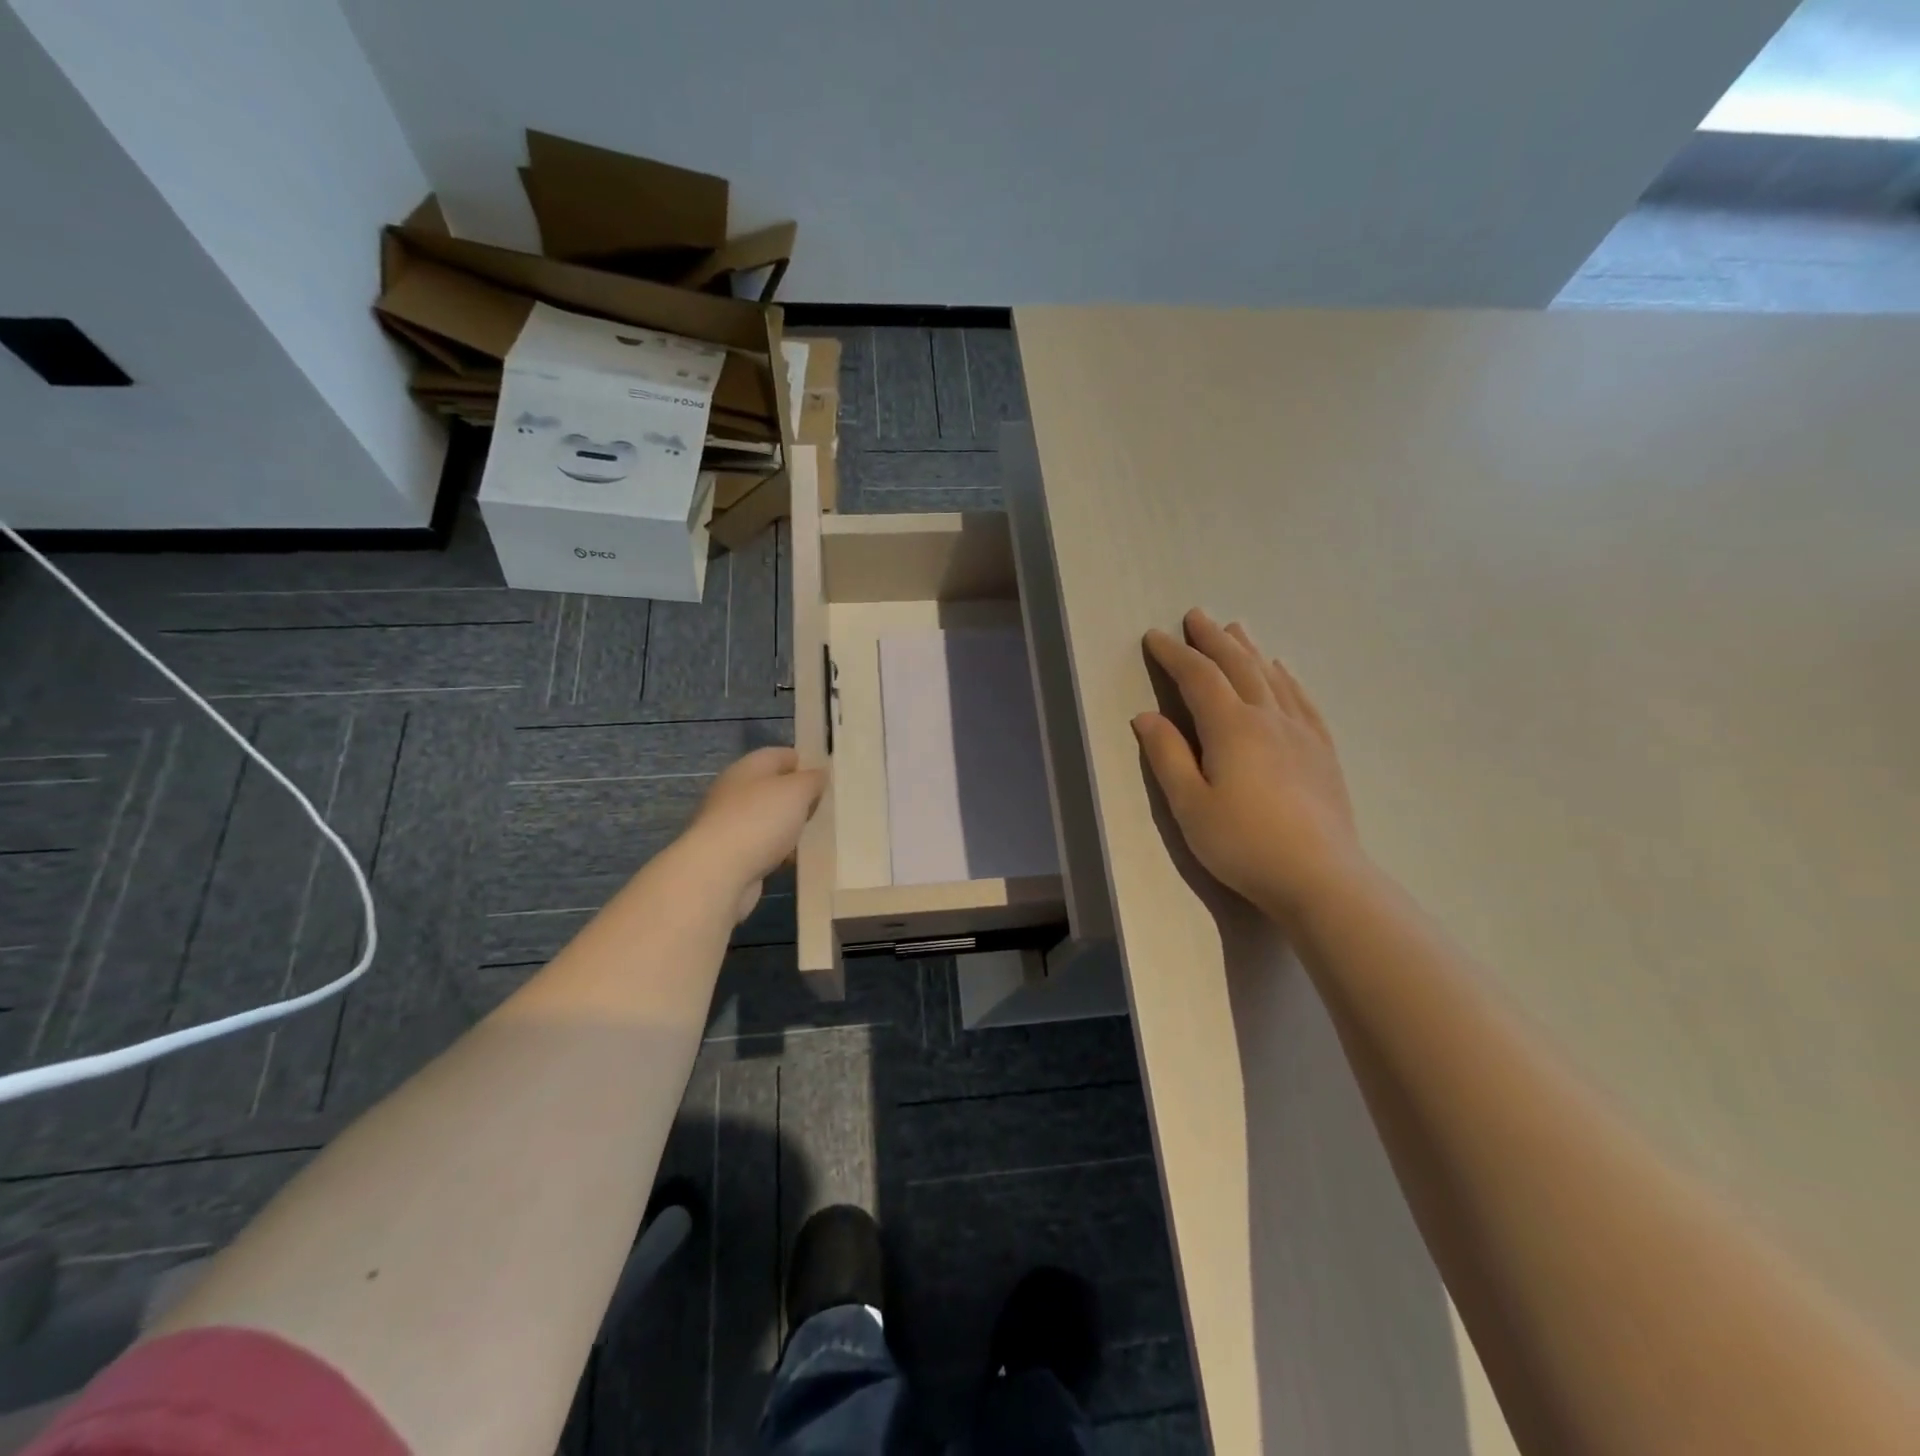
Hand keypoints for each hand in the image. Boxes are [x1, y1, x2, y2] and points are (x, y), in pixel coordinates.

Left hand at [681, 747, 825, 918]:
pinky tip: (796, 860)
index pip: (781, 755)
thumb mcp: (797, 791)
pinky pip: (763, 846)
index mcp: (748, 768)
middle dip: (800, 798)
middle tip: (828, 809)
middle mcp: (735, 791)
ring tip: (817, 835)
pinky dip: (779, 852)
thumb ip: (812, 779)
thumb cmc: (760, 820)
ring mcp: (730, 823)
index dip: (805, 762)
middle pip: (774, 788)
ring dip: (790, 827)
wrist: (718, 872)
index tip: (828, 778)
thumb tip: (818, 774)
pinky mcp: (731, 853)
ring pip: (770, 819)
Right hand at [1133, 609, 1364, 923]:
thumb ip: (1167, 756)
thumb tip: (1146, 716)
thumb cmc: (1243, 843)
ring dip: (1248, 649)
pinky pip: (1301, 699)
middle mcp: (1267, 717)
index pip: (1197, 677)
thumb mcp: (1190, 805)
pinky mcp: (1322, 750)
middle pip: (1237, 665)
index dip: (1174, 654)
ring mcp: (1301, 731)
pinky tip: (1281, 671)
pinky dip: (1285, 677)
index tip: (1154, 636)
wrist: (1320, 876)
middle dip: (1212, 639)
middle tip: (1196, 615)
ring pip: (1271, 676)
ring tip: (1235, 629)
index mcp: (1231, 727)